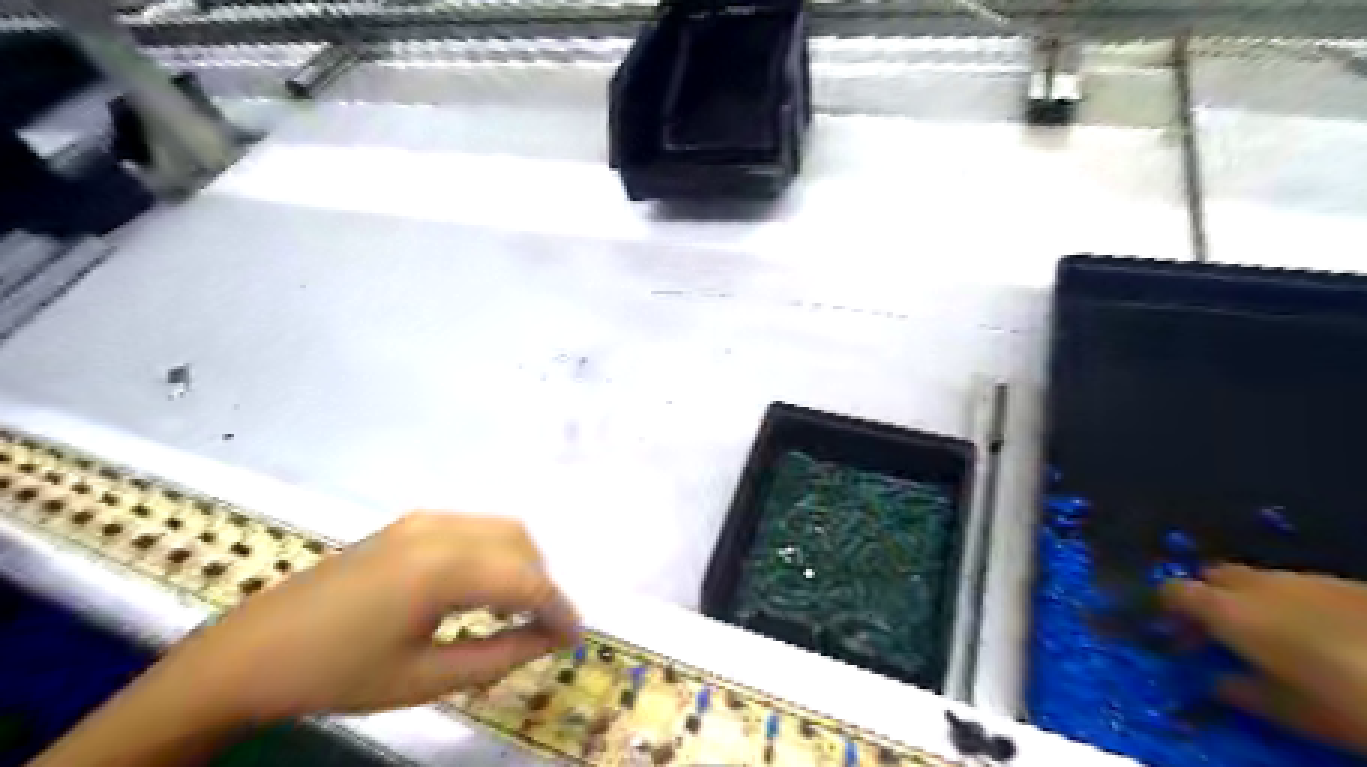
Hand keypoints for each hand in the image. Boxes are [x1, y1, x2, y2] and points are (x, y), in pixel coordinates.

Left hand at [159, 513, 575, 721]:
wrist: (250, 653)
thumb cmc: (337, 675)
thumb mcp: (425, 679)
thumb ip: (501, 656)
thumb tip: (552, 640)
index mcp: (442, 568)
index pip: (526, 580)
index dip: (558, 608)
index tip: (575, 638)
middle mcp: (440, 529)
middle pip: (520, 545)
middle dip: (542, 584)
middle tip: (543, 629)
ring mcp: (423, 520)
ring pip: (501, 530)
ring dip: (521, 565)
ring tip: (514, 612)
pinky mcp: (410, 523)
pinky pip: (475, 529)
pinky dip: (495, 554)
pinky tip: (480, 590)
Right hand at [1163, 566, 1366, 751]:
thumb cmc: (1353, 704)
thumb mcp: (1293, 714)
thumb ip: (1242, 693)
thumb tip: (1215, 681)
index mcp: (1229, 612)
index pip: (1174, 592)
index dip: (1167, 609)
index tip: (1172, 634)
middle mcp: (1257, 585)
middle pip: (1213, 576)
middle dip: (1207, 598)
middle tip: (1218, 634)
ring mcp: (1305, 579)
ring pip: (1257, 579)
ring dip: (1250, 599)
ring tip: (1272, 637)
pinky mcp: (1347, 583)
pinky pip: (1299, 586)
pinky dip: (1291, 603)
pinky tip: (1320, 633)